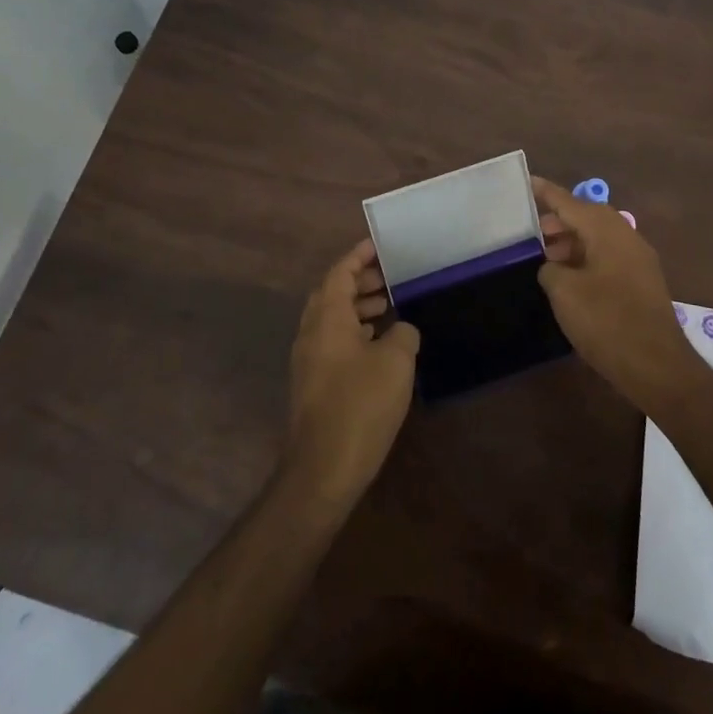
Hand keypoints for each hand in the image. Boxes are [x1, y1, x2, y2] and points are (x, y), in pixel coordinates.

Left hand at [285, 239, 419, 504]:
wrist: (324, 468)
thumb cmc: (360, 405)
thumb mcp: (395, 361)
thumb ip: (402, 333)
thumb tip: (401, 329)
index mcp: (326, 318)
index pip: (339, 273)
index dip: (358, 256)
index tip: (379, 245)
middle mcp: (311, 333)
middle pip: (332, 294)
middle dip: (360, 281)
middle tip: (390, 276)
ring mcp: (309, 360)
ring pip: (333, 319)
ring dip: (358, 307)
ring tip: (390, 305)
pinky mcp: (315, 383)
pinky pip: (334, 341)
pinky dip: (356, 331)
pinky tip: (381, 344)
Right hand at [533, 177, 702, 412]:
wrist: (657, 366)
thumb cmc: (606, 322)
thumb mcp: (564, 293)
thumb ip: (550, 269)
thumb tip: (552, 266)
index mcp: (606, 230)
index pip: (569, 202)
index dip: (545, 192)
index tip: (525, 181)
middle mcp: (625, 236)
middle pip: (586, 217)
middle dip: (557, 222)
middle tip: (529, 233)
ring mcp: (638, 259)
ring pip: (598, 238)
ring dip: (571, 243)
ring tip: (544, 259)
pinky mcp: (642, 282)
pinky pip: (608, 257)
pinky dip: (586, 259)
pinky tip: (569, 279)